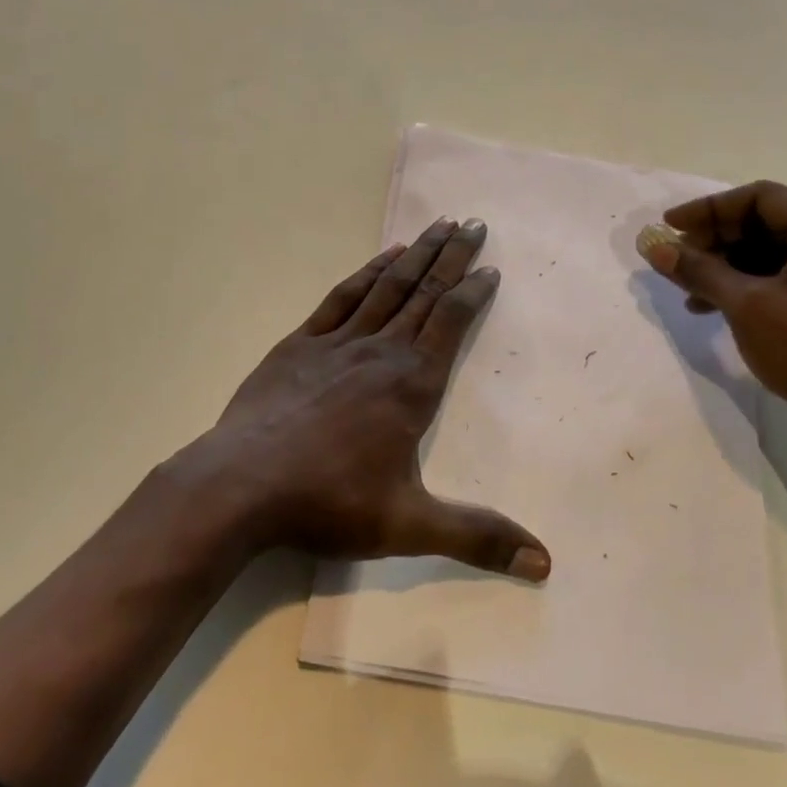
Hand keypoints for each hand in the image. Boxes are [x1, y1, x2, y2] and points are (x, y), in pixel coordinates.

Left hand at [177, 217, 550, 581]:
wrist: (241, 484)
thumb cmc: (329, 501)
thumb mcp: (410, 526)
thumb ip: (478, 538)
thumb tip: (545, 563)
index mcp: (411, 384)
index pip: (452, 322)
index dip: (474, 292)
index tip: (491, 267)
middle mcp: (381, 351)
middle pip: (425, 292)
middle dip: (452, 256)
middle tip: (474, 223)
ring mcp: (338, 342)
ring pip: (388, 286)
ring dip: (416, 254)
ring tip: (439, 225)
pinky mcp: (301, 343)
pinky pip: (343, 297)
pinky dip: (367, 273)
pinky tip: (383, 257)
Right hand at [636, 182, 786, 444]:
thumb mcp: (746, 306)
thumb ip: (699, 270)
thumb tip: (653, 247)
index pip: (761, 198)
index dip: (709, 209)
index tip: (669, 226)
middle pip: (765, 222)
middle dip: (715, 240)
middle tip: (675, 259)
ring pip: (770, 250)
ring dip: (726, 264)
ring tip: (687, 288)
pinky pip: (783, 274)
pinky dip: (747, 284)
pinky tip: (711, 305)